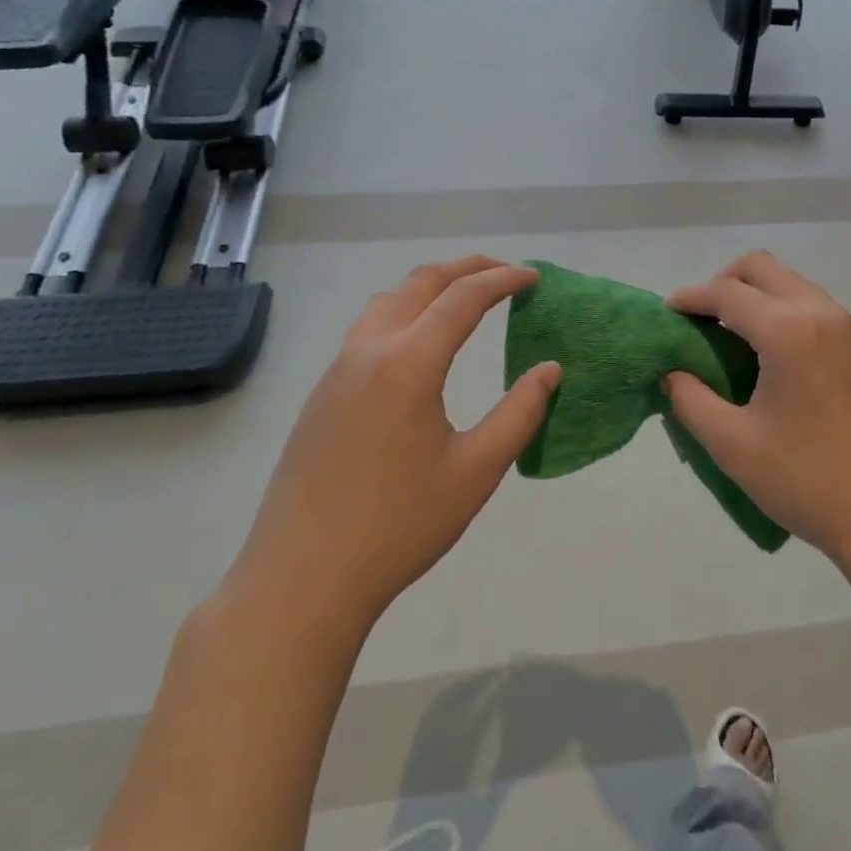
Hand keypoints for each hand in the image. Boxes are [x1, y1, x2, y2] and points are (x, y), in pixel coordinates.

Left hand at [225, 256, 560, 634]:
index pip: (463, 298)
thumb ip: (519, 414)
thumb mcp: (476, 472)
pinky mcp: (322, 393)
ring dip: (431, 285)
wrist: (301, 581)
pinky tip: (419, 341)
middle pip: (422, 283)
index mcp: (409, 363)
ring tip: (464, 296)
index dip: (503, 280)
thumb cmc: (398, 526)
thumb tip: (550, 370)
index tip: (534, 278)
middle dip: (468, 269)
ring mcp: (338, 369)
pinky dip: (405, 309)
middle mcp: (370, 350)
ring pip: (389, 299)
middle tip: (506, 273)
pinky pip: (369, 326)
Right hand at [665, 251, 850, 573]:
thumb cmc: (809, 482)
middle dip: (726, 282)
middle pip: (764, 268)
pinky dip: (791, 317)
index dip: (691, 297)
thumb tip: (674, 373)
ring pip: (796, 286)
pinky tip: (784, 363)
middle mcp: (824, 314)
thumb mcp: (734, 446)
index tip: (668, 311)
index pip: (727, 292)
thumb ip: (691, 400)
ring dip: (761, 298)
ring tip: (740, 342)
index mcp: (789, 331)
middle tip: (704, 320)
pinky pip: (822, 312)